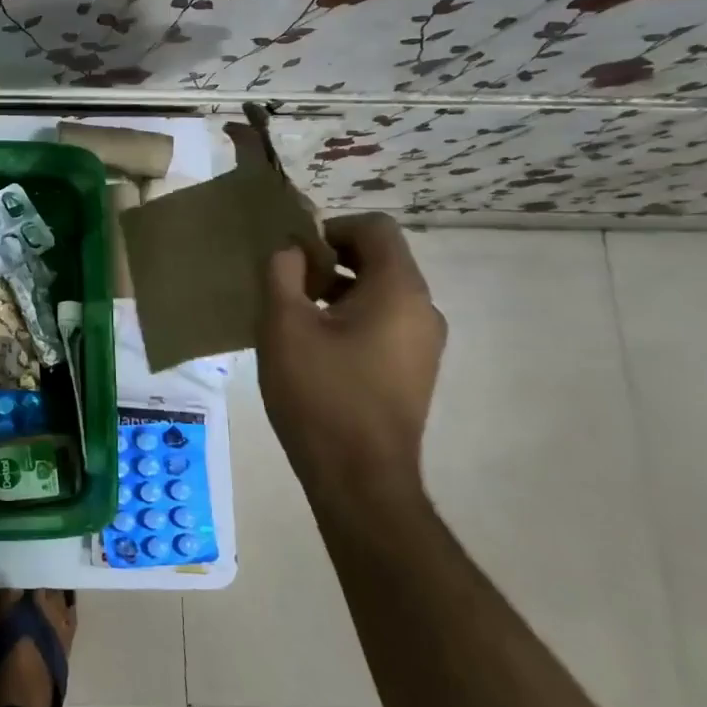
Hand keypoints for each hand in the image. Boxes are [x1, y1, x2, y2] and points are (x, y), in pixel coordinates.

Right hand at [257, 213, 444, 510]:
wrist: (359, 477)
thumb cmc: (319, 392)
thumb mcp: (284, 324)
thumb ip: (282, 273)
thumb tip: (291, 250)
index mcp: (400, 290)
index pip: (375, 228)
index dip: (331, 228)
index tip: (295, 254)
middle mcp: (424, 309)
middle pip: (380, 259)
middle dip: (330, 260)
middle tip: (287, 284)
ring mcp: (425, 344)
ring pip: (381, 293)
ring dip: (337, 290)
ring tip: (295, 317)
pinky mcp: (415, 371)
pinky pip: (385, 323)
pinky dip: (352, 319)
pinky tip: (315, 348)